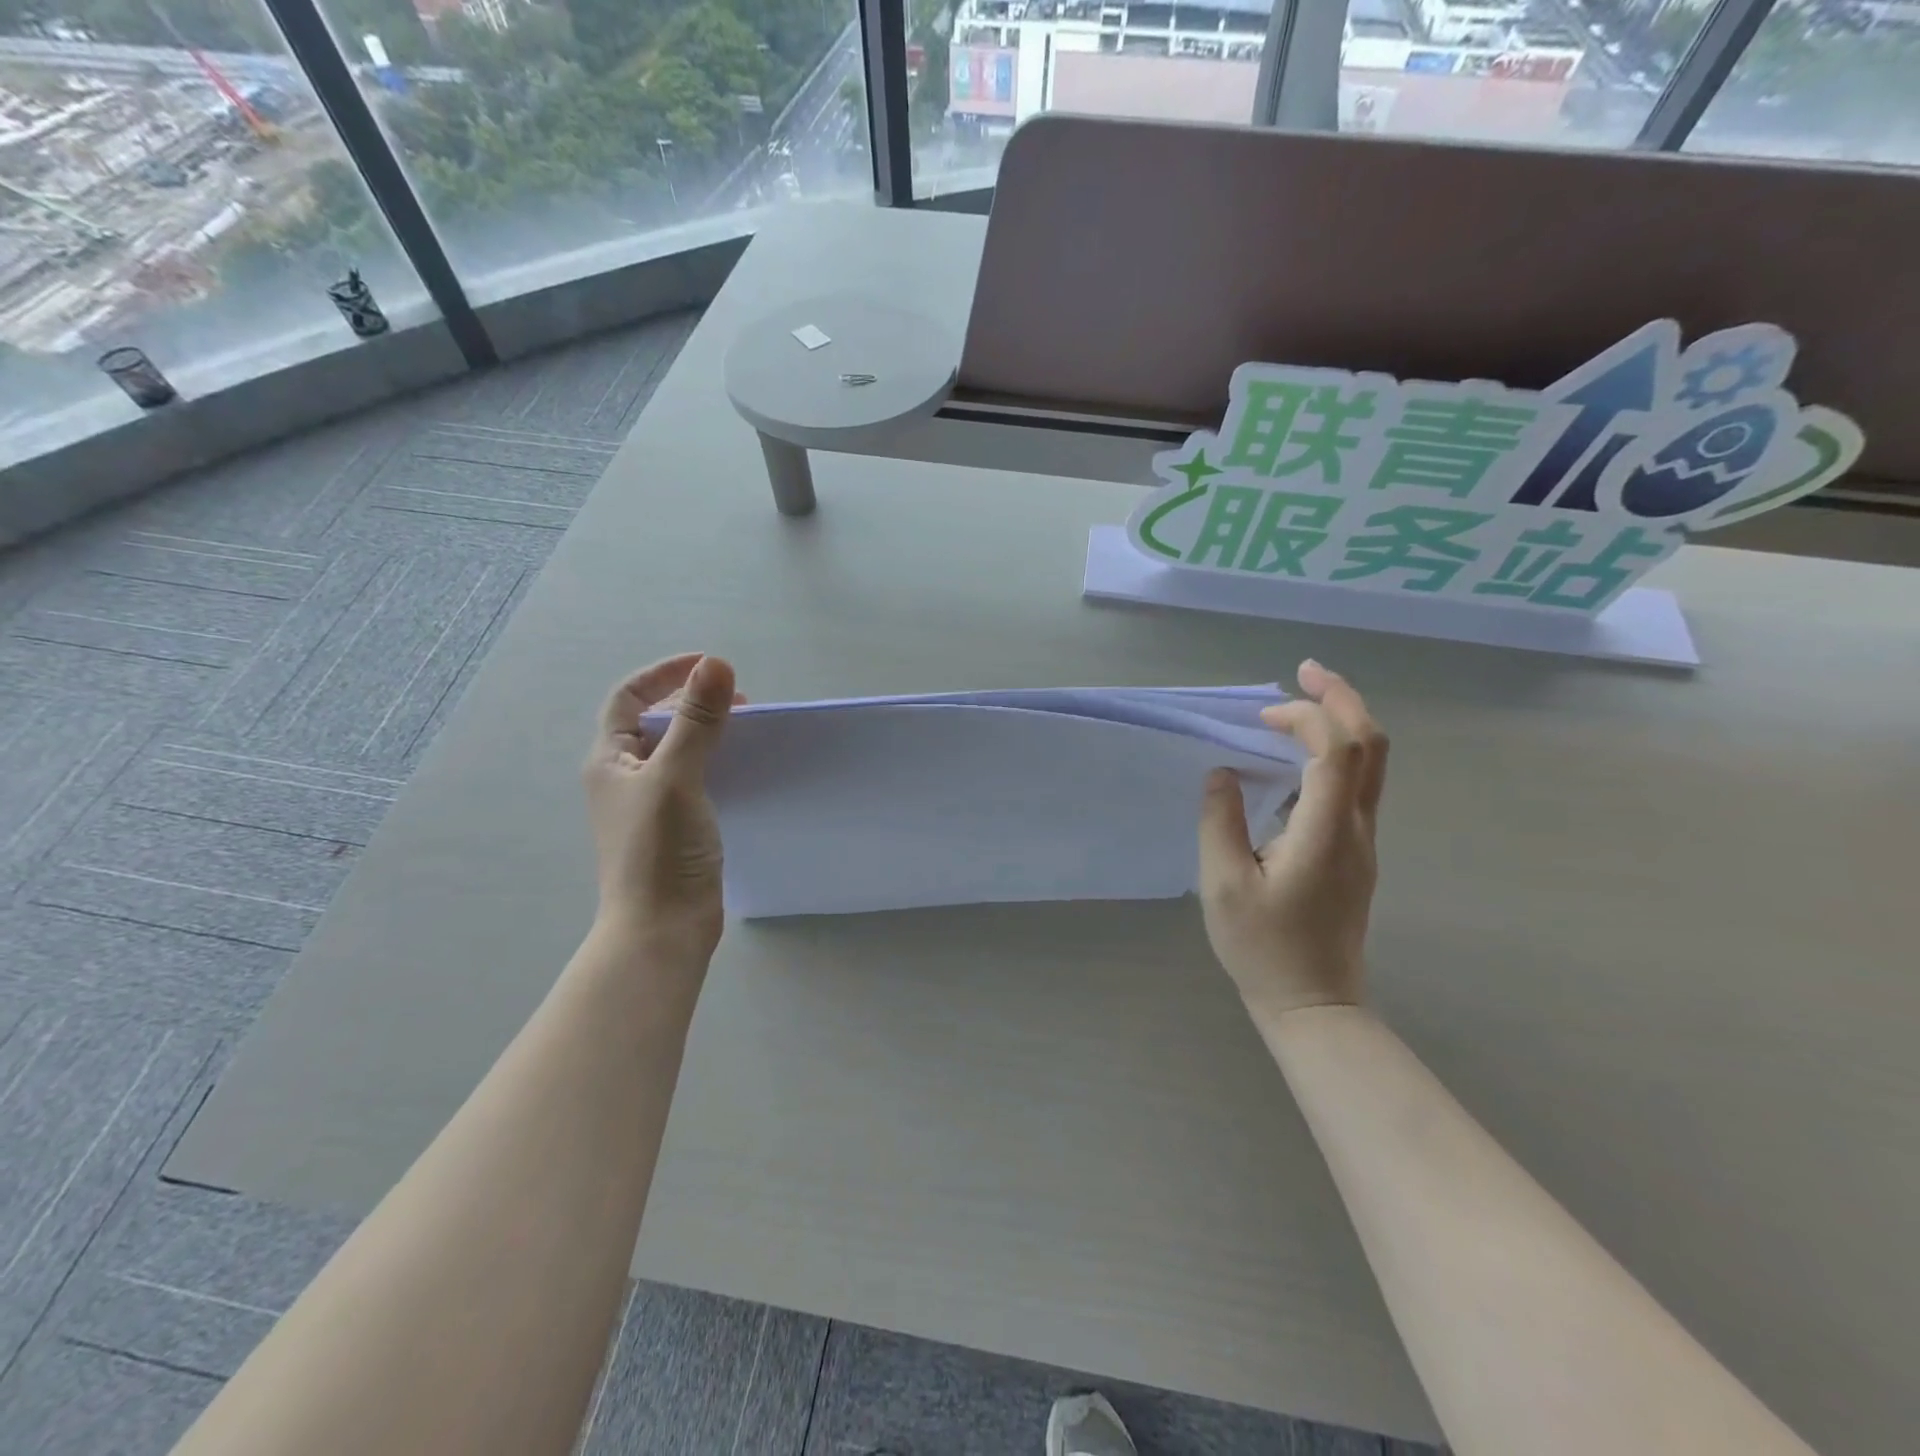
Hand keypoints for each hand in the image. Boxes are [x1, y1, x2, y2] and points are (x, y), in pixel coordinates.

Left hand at [584, 653, 738, 959]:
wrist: (661, 928)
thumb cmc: (660, 850)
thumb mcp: (677, 777)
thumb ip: (697, 721)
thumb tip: (716, 664)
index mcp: (610, 760)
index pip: (630, 697)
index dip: (665, 674)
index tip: (709, 666)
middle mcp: (624, 778)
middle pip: (654, 722)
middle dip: (691, 701)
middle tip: (738, 700)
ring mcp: (648, 805)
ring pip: (676, 751)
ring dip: (706, 732)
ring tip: (744, 729)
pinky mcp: (674, 827)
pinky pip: (693, 778)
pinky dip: (715, 763)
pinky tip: (741, 770)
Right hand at [1198, 660, 1386, 1016]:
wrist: (1315, 1004)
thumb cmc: (1264, 948)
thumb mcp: (1223, 885)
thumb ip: (1220, 821)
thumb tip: (1223, 773)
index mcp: (1326, 831)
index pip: (1337, 750)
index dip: (1309, 716)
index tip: (1264, 713)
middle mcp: (1357, 828)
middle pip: (1373, 746)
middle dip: (1343, 699)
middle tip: (1304, 672)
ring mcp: (1363, 842)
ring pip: (1372, 765)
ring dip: (1341, 724)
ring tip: (1296, 708)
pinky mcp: (1356, 854)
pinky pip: (1356, 787)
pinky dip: (1334, 754)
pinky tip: (1296, 761)